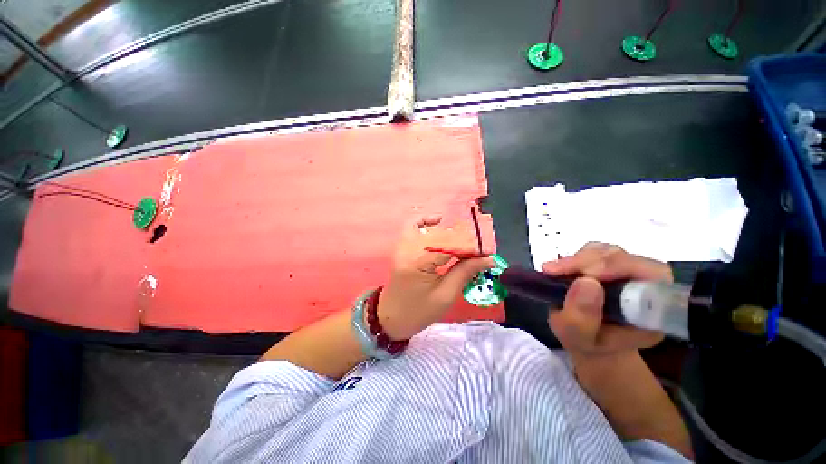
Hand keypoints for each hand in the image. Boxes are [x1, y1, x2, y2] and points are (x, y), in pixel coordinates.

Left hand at [377, 216, 493, 339]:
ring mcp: (403, 246)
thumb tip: (487, 259)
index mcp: (418, 263)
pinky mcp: (402, 247)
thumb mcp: (445, 296)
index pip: (449, 246)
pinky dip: (426, 221)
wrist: (391, 317)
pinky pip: (413, 226)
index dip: (470, 247)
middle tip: (478, 249)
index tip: (487, 252)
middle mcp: (408, 249)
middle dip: (462, 239)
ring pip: (428, 228)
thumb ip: (464, 272)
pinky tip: (439, 222)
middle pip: (440, 235)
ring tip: (463, 240)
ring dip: (448, 232)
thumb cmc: (418, 312)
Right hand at [545, 243, 670, 361]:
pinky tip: (560, 270)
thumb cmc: (587, 343)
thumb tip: (585, 281)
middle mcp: (646, 285)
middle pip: (625, 258)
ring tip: (554, 272)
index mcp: (654, 310)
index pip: (651, 276)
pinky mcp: (609, 263)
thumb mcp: (578, 339)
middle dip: (587, 262)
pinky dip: (574, 259)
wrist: (589, 339)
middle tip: (554, 271)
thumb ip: (581, 319)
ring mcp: (627, 271)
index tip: (582, 278)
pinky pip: (593, 251)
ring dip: (577, 260)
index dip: (618, 270)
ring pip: (607, 251)